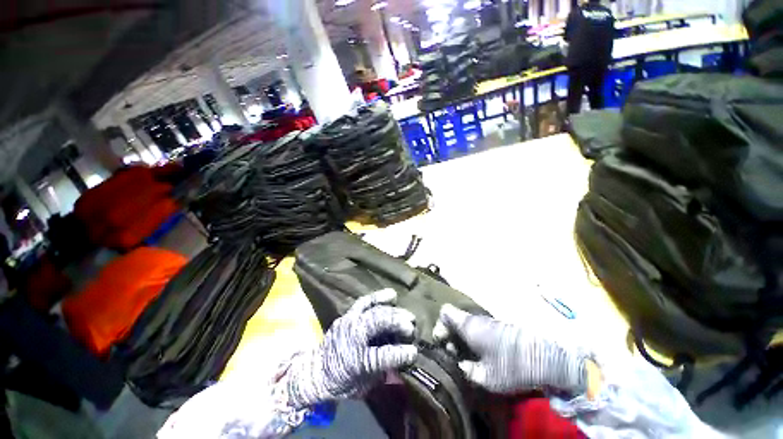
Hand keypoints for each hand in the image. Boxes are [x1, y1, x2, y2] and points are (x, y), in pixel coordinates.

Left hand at [284, 289, 416, 408]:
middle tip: (412, 326)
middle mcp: (351, 337)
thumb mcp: (363, 385)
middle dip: (398, 323)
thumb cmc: (340, 382)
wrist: (314, 372)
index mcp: (355, 361)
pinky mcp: (348, 314)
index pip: (382, 356)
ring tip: (406, 313)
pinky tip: (391, 294)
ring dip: (392, 310)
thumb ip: (383, 371)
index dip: (400, 353)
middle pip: (378, 323)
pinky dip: (379, 297)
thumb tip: (405, 359)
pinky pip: (365, 301)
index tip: (414, 352)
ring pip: (373, 310)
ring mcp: (349, 322)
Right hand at [433, 304, 594, 395]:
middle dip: (450, 335)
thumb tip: (462, 365)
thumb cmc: (512, 365)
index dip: (439, 326)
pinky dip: (473, 339)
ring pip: (465, 324)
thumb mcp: (486, 377)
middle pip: (454, 319)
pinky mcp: (497, 327)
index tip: (442, 344)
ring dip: (461, 338)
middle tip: (454, 355)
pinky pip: (477, 328)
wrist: (545, 357)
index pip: (445, 312)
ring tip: (467, 358)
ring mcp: (487, 321)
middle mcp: (475, 319)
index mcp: (468, 325)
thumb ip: (467, 370)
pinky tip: (481, 355)